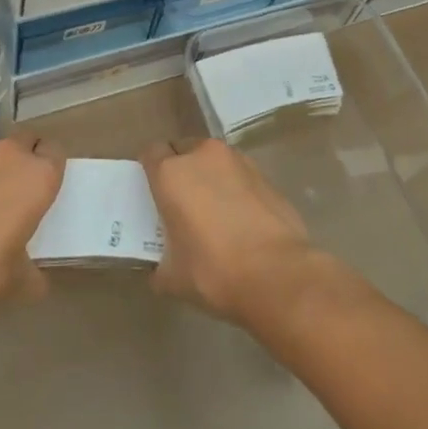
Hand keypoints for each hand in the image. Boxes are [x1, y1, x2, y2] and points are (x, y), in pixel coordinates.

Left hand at [0, 134, 64, 318]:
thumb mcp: (17, 279)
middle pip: (27, 138)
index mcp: (39, 175)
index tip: (47, 185)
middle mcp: (11, 154)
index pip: (56, 151)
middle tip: (22, 184)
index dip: (52, 165)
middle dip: (27, 154)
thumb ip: (32, 274)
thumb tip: (36, 284)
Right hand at [140, 138, 327, 327]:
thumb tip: (161, 267)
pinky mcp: (263, 173)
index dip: (149, 171)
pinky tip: (240, 218)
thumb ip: (160, 264)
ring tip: (213, 209)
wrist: (278, 274)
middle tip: (180, 202)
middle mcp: (202, 155)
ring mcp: (237, 160)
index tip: (152, 192)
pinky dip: (233, 187)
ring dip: (208, 175)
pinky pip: (238, 173)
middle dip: (179, 169)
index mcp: (171, 173)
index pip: (150, 153)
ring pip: (212, 159)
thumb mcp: (174, 278)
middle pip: (182, 150)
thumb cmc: (215, 272)